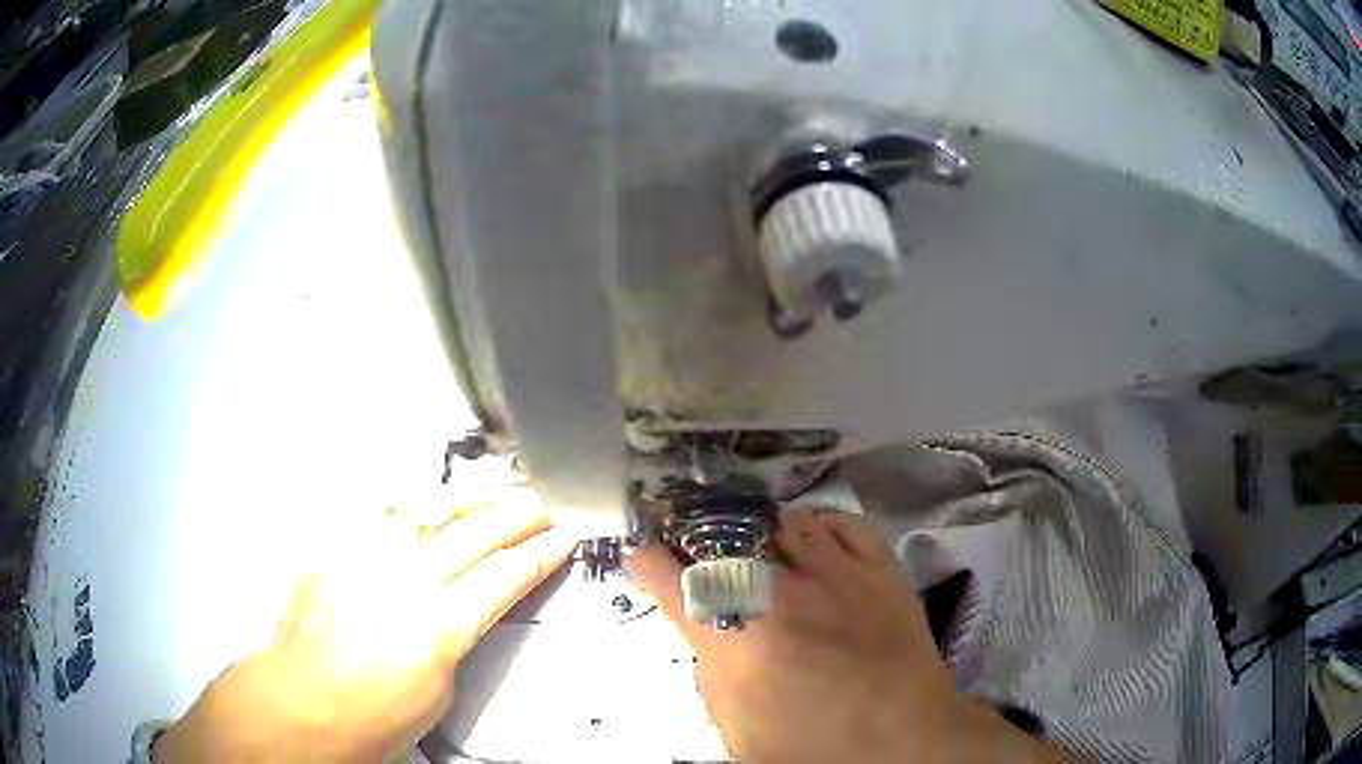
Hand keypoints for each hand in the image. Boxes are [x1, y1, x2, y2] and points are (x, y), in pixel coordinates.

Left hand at [154, 489, 573, 761]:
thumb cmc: (375, 715)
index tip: (560, 538)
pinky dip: (412, 512)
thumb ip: (458, 635)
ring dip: (465, 502)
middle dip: (514, 517)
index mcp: (438, 627)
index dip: (539, 555)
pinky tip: (425, 511)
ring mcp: (364, 558)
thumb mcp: (440, 688)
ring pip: (426, 511)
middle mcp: (403, 581)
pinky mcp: (335, 549)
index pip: (504, 578)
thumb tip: (468, 605)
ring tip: (488, 497)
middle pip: (473, 535)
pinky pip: (380, 520)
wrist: (304, 702)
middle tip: (538, 506)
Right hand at [628, 510, 1064, 763]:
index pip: (671, 580)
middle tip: (699, 547)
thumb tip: (709, 642)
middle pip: (723, 541)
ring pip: (785, 523)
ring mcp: (836, 573)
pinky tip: (813, 542)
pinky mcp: (881, 568)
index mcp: (736, 642)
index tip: (643, 554)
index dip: (648, 560)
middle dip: (700, 540)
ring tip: (761, 547)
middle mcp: (780, 595)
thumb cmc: (816, 749)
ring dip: (764, 534)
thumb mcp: (738, 734)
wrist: (906, 740)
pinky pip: (843, 523)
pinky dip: (820, 526)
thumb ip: (712, 681)